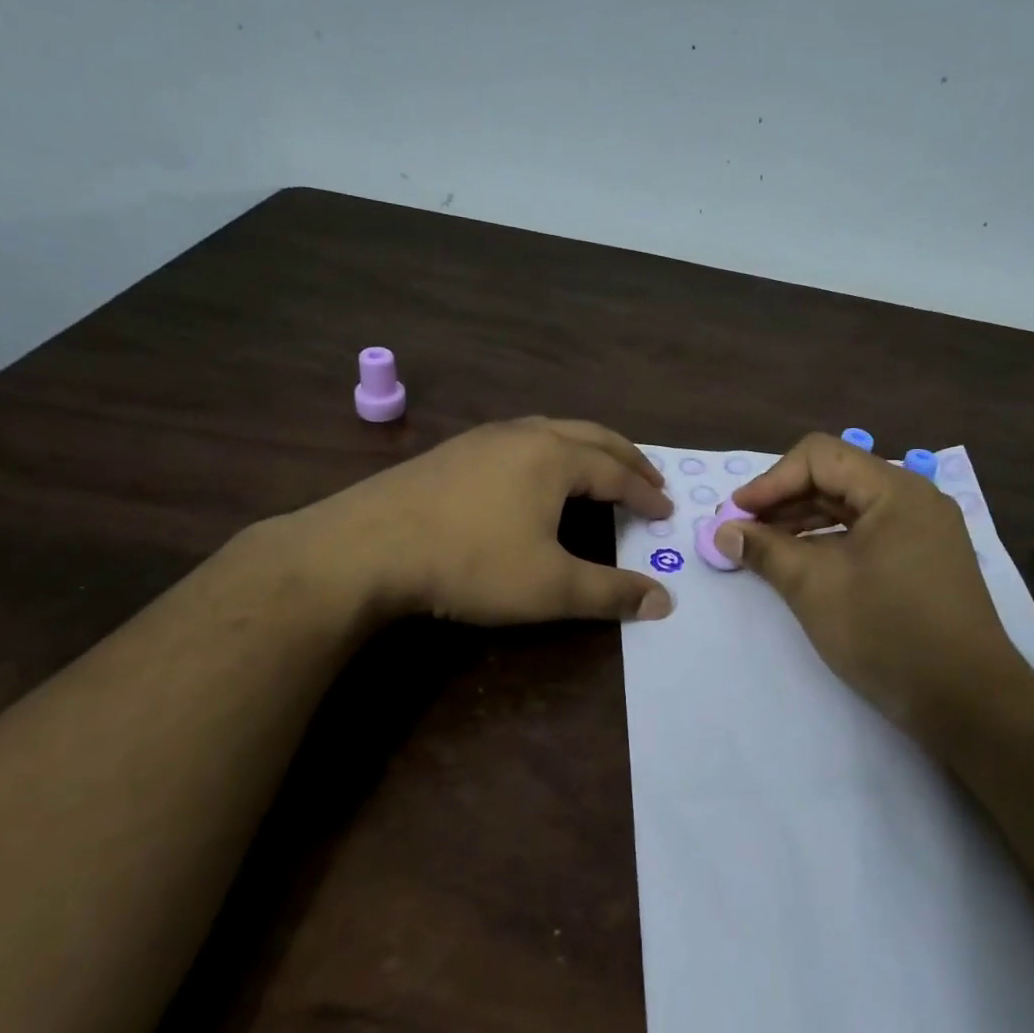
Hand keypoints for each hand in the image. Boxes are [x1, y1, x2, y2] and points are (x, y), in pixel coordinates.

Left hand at [274, 417, 675, 627]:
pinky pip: (519, 438)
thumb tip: (664, 603)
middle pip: (591, 436)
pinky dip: (549, 449)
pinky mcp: (453, 450)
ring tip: (600, 466)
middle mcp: (525, 435)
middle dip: (625, 457)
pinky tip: (534, 470)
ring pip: (552, 429)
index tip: (667, 511)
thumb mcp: (549, 587)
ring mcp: (484, 437)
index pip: (616, 474)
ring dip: (586, 446)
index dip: (645, 495)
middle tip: (649, 477)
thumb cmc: (470, 563)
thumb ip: (610, 594)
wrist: (367, 547)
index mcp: (555, 458)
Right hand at [718, 433, 1033, 741]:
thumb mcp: (815, 587)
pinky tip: (801, 564)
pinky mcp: (924, 560)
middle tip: (742, 533)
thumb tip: (724, 531)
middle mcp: (914, 499)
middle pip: (836, 478)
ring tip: (763, 549)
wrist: (969, 703)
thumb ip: (766, 550)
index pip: (819, 457)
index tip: (736, 515)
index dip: (771, 481)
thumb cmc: (887, 634)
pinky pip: (867, 534)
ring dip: (803, 522)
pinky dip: (830, 542)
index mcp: (895, 490)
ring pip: (851, 507)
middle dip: (784, 502)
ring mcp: (923, 530)